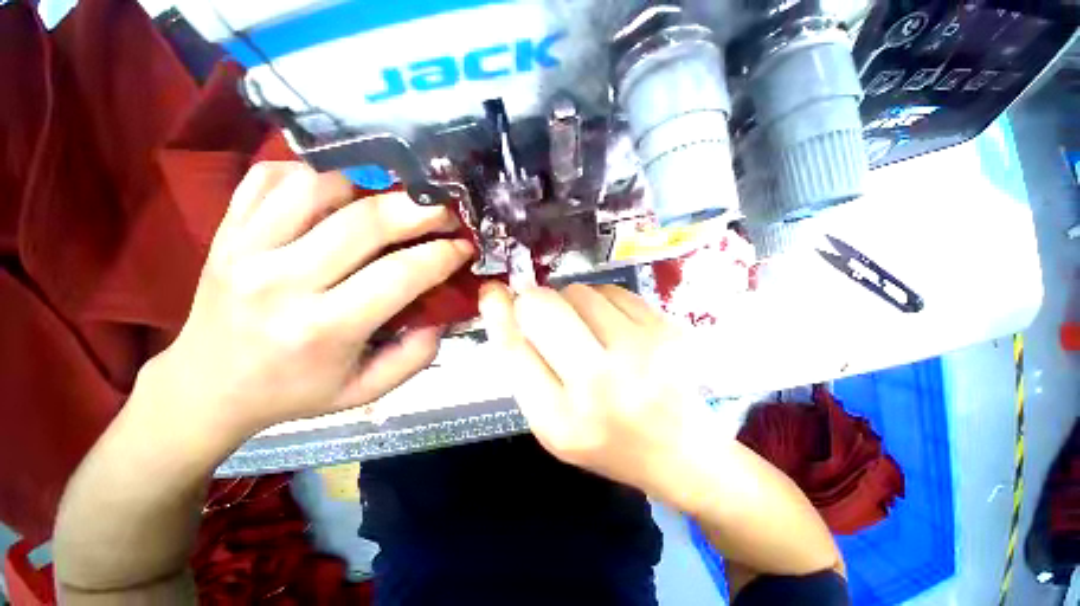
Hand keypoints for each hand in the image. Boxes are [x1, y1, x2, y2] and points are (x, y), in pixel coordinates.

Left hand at [145, 162, 472, 445]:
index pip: (401, 274)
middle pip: (366, 222)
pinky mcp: (226, 229)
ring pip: (320, 185)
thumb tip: (442, 313)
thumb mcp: (367, 390)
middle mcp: (281, 281)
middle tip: (445, 211)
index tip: (465, 247)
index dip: (443, 254)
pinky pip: (272, 177)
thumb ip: (416, 355)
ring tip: (394, 200)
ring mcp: (245, 247)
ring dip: (370, 185)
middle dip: (420, 209)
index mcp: (323, 328)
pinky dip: (314, 173)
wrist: (209, 385)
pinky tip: (338, 190)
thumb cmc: (295, 391)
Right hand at [479, 282, 712, 497]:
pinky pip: (612, 291)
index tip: (493, 290)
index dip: (498, 312)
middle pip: (544, 307)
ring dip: (571, 302)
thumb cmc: (608, 441)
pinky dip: (601, 301)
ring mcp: (640, 350)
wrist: (684, 452)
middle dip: (533, 300)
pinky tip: (613, 326)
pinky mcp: (666, 328)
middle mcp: (599, 382)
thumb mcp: (554, 424)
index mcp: (560, 419)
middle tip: (541, 309)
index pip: (514, 348)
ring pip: (579, 291)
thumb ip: (527, 370)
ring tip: (585, 328)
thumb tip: (509, 308)